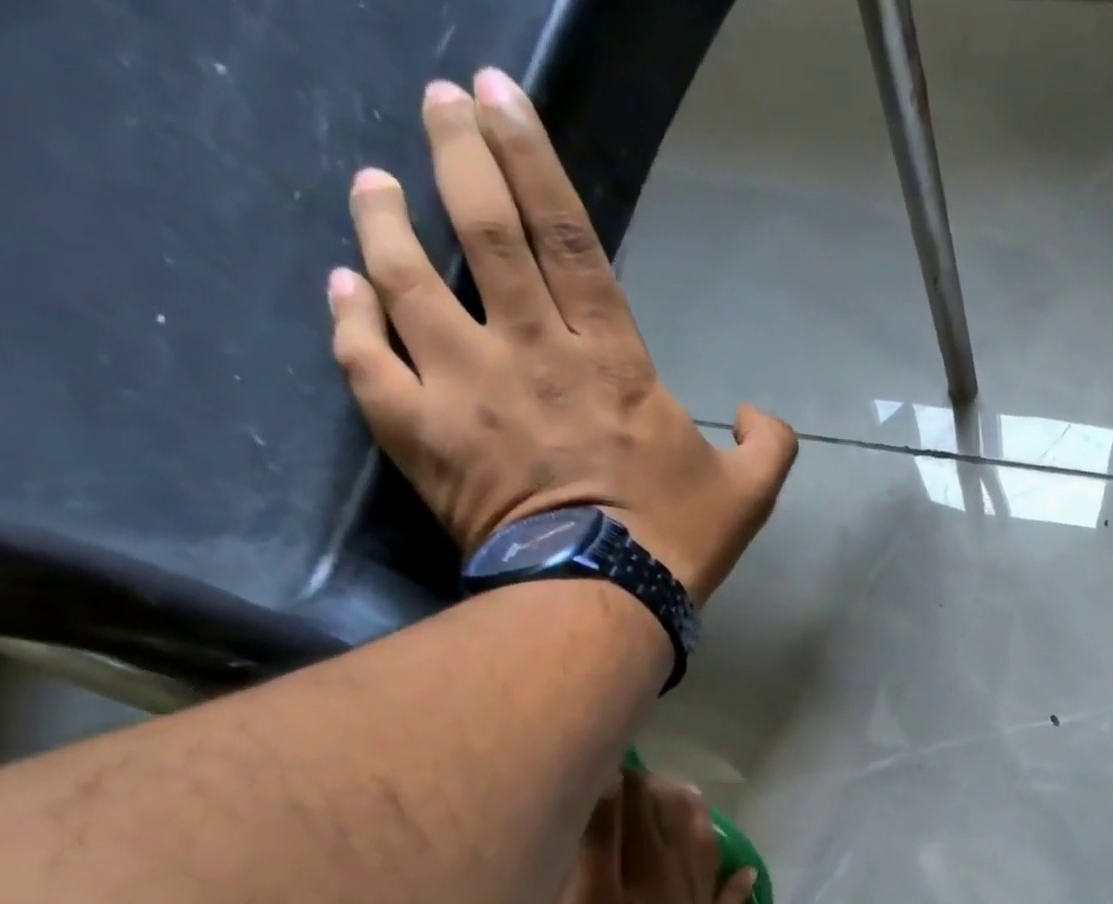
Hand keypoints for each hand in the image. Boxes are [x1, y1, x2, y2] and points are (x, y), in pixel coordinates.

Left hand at [328, 68, 796, 600]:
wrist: (600, 599)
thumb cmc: (674, 543)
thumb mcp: (750, 495)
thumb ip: (769, 444)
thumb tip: (756, 414)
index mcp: (611, 361)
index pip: (567, 237)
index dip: (532, 158)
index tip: (500, 96)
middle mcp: (531, 354)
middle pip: (485, 233)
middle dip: (459, 154)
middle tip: (440, 102)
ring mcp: (467, 391)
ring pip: (407, 281)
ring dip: (385, 222)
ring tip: (373, 184)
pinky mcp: (423, 437)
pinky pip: (367, 363)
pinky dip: (349, 320)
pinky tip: (343, 287)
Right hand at [545, 771, 756, 903]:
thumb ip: (599, 842)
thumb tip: (610, 779)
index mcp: (647, 864)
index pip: (637, 805)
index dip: (625, 777)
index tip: (613, 753)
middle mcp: (678, 876)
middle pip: (669, 823)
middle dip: (656, 793)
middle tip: (644, 771)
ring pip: (700, 851)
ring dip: (695, 821)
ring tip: (694, 797)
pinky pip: (725, 903)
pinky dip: (735, 885)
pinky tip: (746, 873)